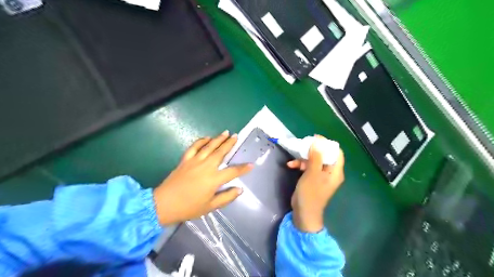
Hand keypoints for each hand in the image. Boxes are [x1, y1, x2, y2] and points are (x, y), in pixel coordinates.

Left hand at [153, 131, 252, 225]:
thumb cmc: (189, 207)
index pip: (233, 171)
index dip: (243, 168)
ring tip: (226, 133)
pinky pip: (194, 147)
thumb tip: (239, 189)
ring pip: (209, 146)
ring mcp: (195, 161)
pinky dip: (201, 141)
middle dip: (230, 144)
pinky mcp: (185, 160)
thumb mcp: (210, 206)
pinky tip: (206, 138)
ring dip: (218, 139)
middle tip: (236, 136)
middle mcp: (206, 166)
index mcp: (214, 179)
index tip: (251, 164)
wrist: (164, 204)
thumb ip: (226, 197)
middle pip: (221, 152)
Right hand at [289, 135, 344, 232]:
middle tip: (303, 145)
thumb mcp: (312, 174)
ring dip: (303, 159)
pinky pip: (308, 167)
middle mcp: (330, 172)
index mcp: (335, 172)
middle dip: (313, 150)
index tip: (315, 139)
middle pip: (324, 155)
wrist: (303, 213)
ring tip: (293, 160)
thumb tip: (317, 143)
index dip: (327, 144)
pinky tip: (290, 165)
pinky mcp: (312, 179)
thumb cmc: (310, 194)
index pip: (336, 153)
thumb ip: (315, 158)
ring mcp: (321, 176)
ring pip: (314, 160)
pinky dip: (300, 165)